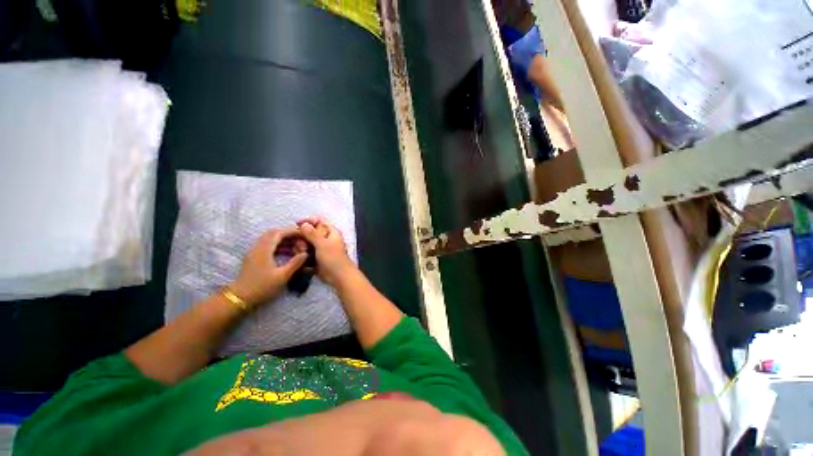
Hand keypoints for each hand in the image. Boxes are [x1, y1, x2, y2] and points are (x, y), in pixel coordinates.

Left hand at [230, 228, 307, 307]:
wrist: (240, 298)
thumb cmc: (262, 287)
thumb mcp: (282, 276)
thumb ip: (295, 263)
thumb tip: (306, 254)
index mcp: (264, 249)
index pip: (279, 233)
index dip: (292, 231)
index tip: (304, 234)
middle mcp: (258, 247)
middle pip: (273, 233)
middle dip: (288, 234)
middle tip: (300, 239)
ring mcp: (254, 252)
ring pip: (269, 239)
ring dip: (283, 239)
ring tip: (296, 245)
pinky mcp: (253, 257)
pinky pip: (267, 245)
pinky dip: (278, 245)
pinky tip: (287, 253)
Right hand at [297, 217, 355, 286]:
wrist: (339, 276)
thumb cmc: (333, 258)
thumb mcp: (322, 244)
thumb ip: (313, 234)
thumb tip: (304, 224)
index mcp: (332, 232)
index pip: (320, 221)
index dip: (309, 221)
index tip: (297, 224)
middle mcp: (327, 239)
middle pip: (311, 232)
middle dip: (303, 237)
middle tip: (301, 245)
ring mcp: (322, 249)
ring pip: (308, 243)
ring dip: (303, 247)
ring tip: (303, 253)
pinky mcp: (318, 258)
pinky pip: (308, 253)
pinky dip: (304, 255)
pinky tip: (302, 259)